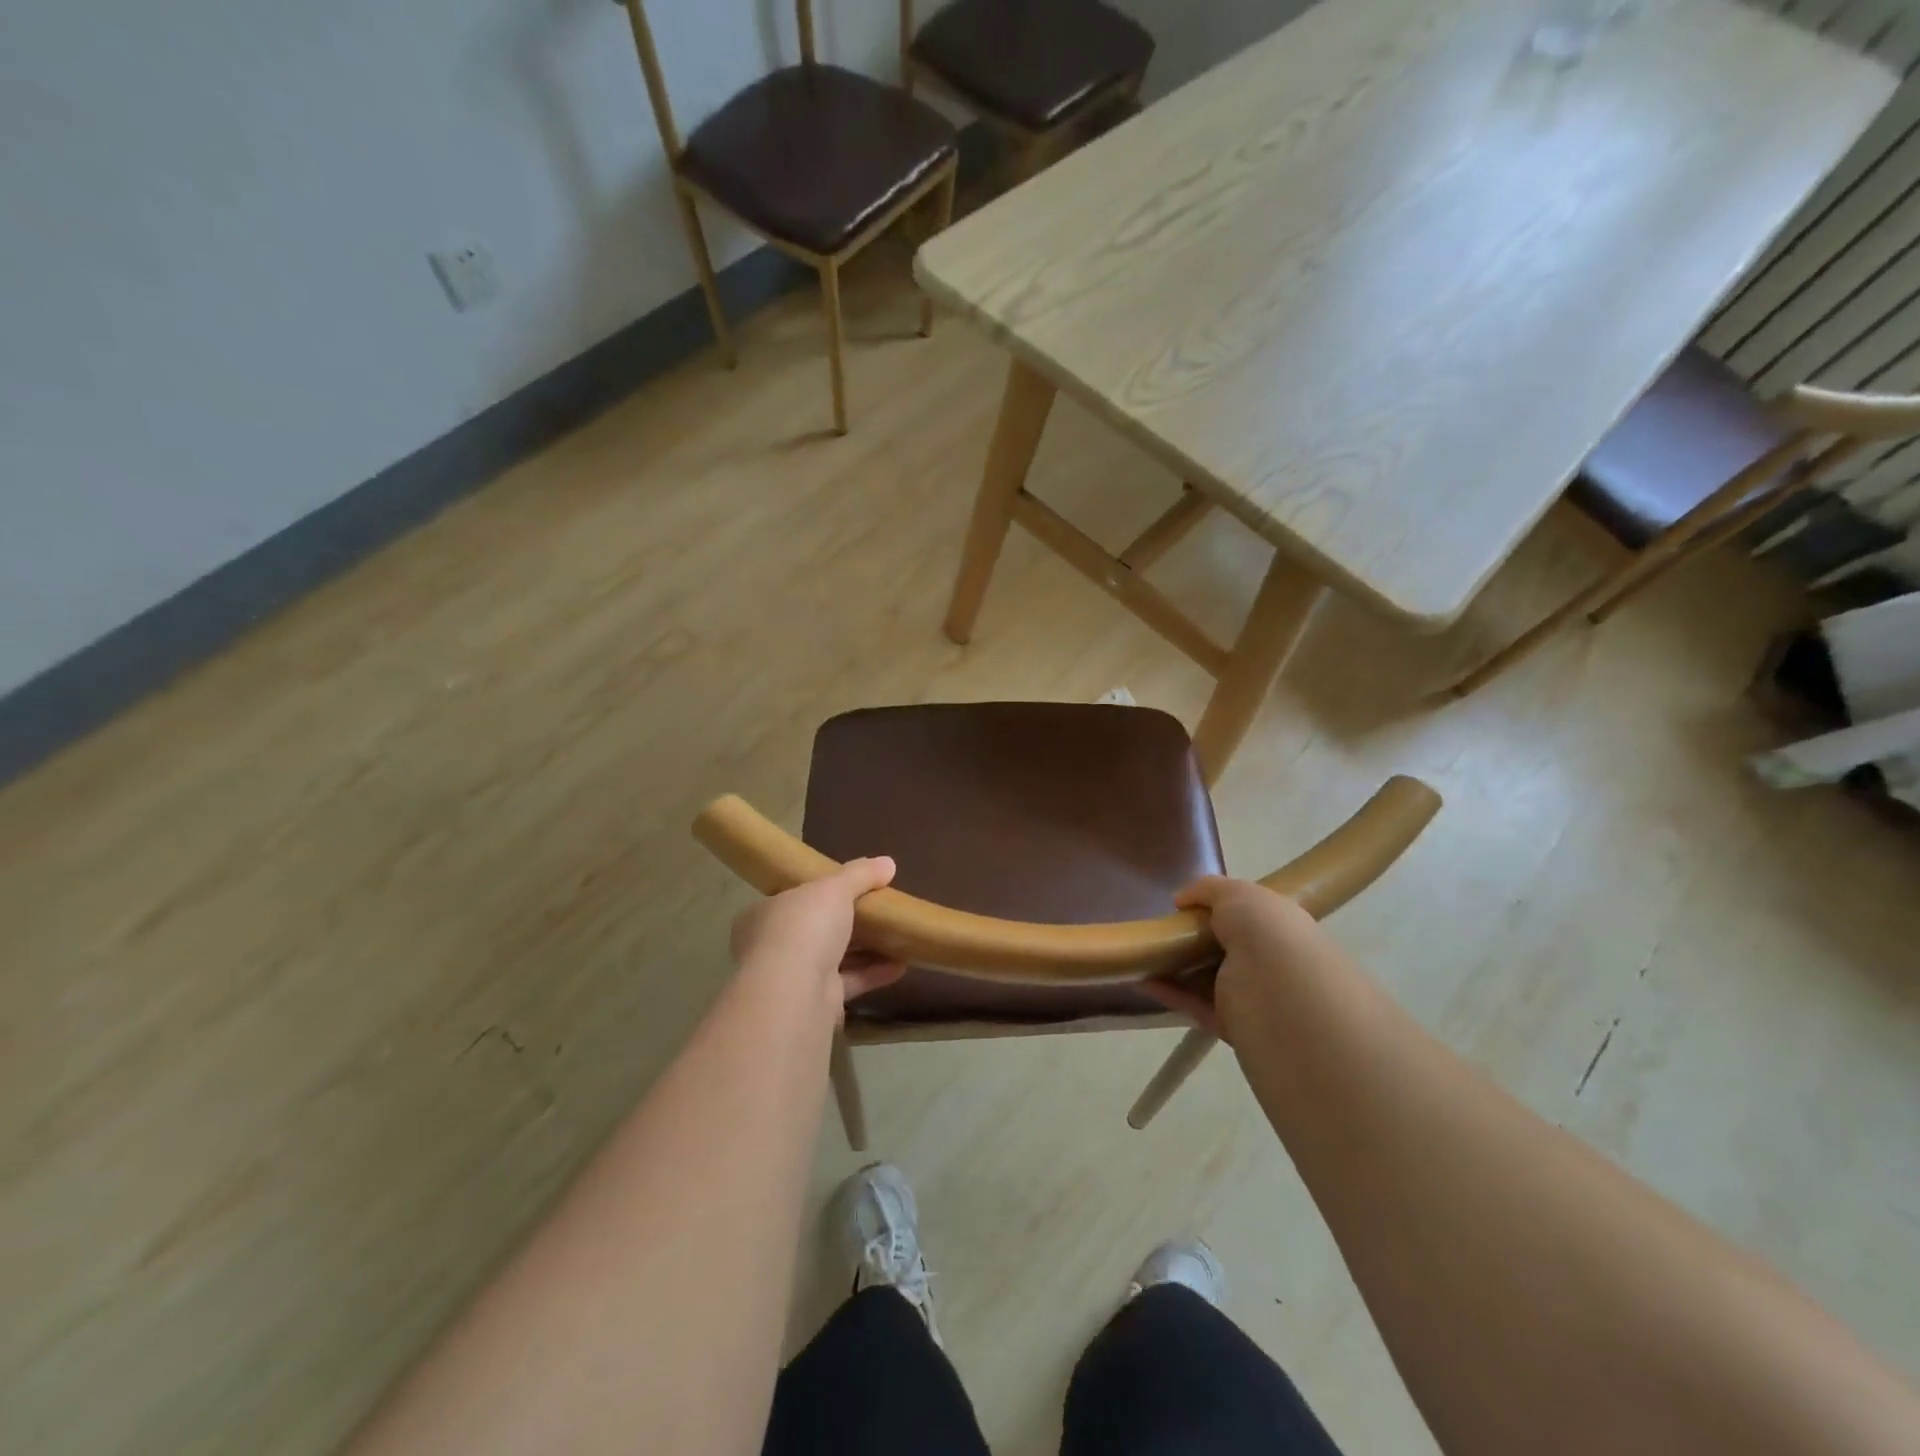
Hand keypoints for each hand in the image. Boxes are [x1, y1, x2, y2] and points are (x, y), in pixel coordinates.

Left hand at [729, 858, 905, 1021]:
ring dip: (864, 949)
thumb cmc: (805, 926)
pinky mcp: (815, 1002)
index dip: (819, 892)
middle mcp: (772, 946)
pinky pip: (848, 982)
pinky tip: (901, 966)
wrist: (795, 992)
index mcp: (764, 914)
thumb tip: (887, 862)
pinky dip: (873, 973)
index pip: (792, 898)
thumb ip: (860, 874)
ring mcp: (793, 977)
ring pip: (832, 957)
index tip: (848, 888)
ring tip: (896, 936)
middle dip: (845, 922)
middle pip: (814, 929)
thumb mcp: (834, 888)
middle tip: (877, 911)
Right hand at [1141, 876, 1331, 1042]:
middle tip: (1162, 931)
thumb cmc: (1269, 937)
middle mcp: (1272, 962)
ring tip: (1143, 955)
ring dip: (1178, 968)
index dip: (1221, 909)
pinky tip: (1143, 980)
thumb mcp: (1239, 895)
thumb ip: (1209, 890)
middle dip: (1195, 939)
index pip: (1252, 916)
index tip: (1187, 907)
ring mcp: (1254, 997)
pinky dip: (1171, 994)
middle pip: (1227, 949)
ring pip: (1210, 979)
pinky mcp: (1235, 1028)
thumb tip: (1182, 900)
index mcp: (1282, 927)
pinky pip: (1197, 1007)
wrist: (1286, 1002)